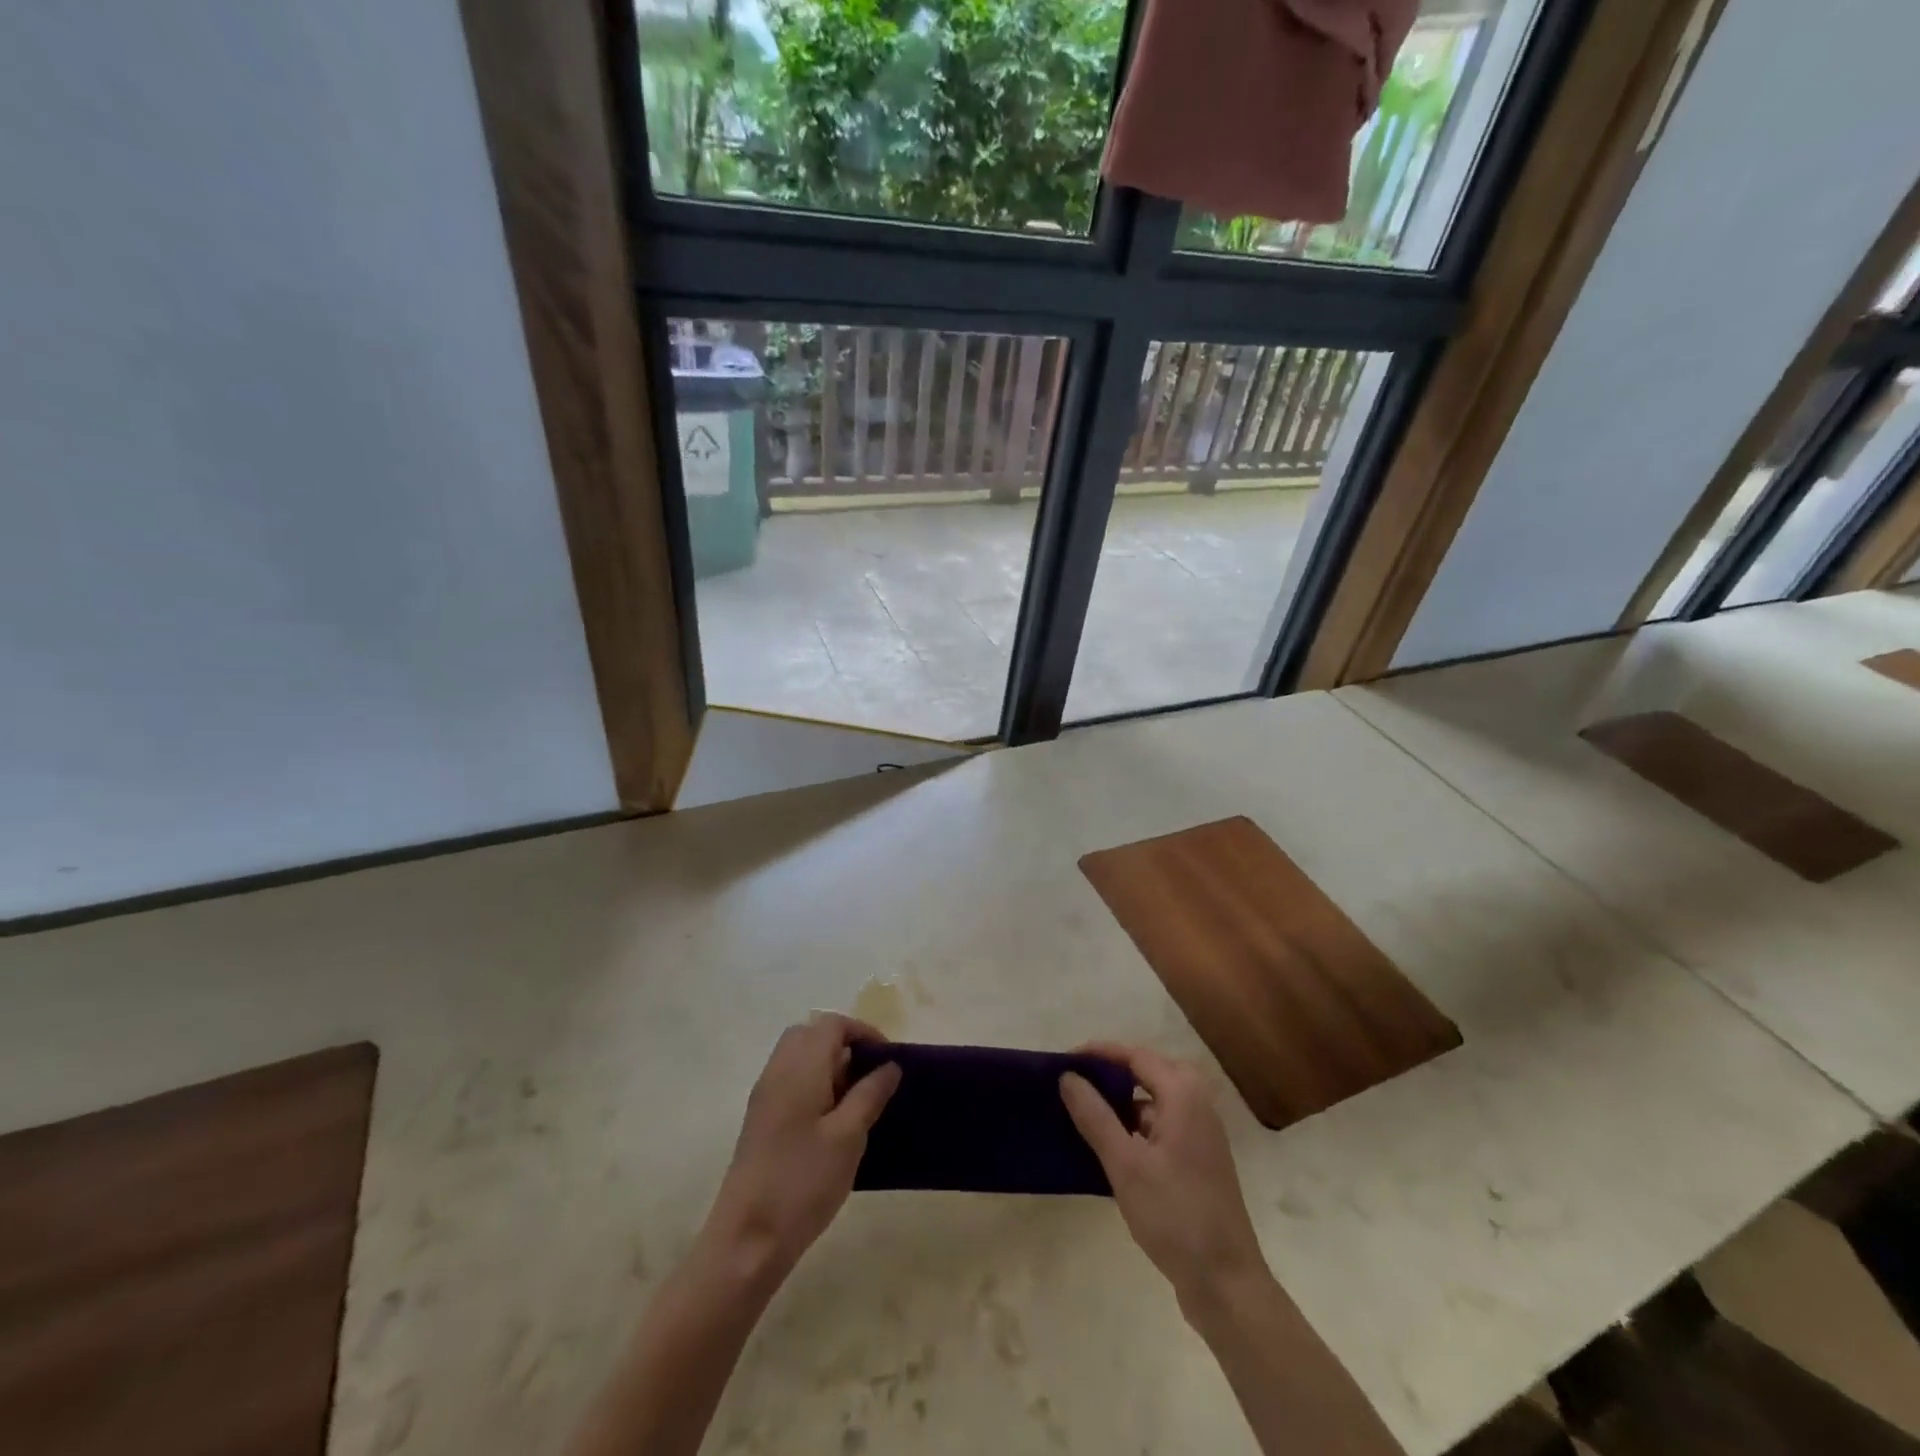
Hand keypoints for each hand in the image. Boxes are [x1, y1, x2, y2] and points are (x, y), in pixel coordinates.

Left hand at [702, 1014, 901, 1286]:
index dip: (863, 1032)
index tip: (888, 1059)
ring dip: (829, 1065)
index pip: (832, 1024)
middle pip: (811, 1034)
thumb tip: (889, 1065)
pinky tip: (831, 1122)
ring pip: (799, 1057)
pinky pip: (790, 1080)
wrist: (747, 1239)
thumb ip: (870, 1094)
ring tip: (856, 1100)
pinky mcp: (760, 1119)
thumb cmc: (803, 1182)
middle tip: (870, 1075)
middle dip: (844, 1044)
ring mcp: (765, 1095)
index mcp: (800, 1067)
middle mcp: (778, 1070)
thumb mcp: (849, 1136)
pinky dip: (814, 1084)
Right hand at [1060, 1043, 1267, 1312]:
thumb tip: (1068, 1077)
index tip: (1066, 1061)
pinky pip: (1163, 1124)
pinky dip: (1137, 1124)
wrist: (1226, 1283)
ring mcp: (1202, 1134)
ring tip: (1088, 1110)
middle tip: (1078, 1082)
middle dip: (1113, 1071)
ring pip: (1157, 1099)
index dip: (1100, 1053)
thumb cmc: (1175, 1216)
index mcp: (1183, 1096)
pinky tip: (1113, 1146)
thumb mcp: (1125, 1165)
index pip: (1136, 1056)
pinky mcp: (1199, 1160)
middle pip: (1149, 1071)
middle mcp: (1197, 1105)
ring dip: (1125, 1099)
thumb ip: (1095, 1116)